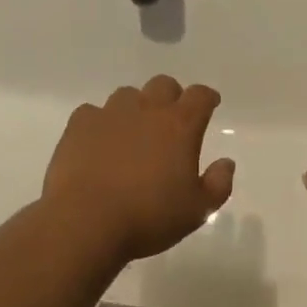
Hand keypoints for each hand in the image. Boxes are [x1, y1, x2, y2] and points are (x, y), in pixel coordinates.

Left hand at [42, 77, 235, 263]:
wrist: (85, 221)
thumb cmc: (148, 217)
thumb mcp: (197, 210)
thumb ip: (218, 184)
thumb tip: (226, 163)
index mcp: (179, 125)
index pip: (200, 96)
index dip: (207, 97)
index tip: (210, 104)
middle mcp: (147, 109)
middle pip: (164, 84)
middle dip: (172, 96)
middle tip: (171, 119)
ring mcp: (110, 113)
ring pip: (128, 94)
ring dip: (135, 107)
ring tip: (133, 131)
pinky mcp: (80, 125)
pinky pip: (93, 112)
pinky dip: (99, 122)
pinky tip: (98, 142)